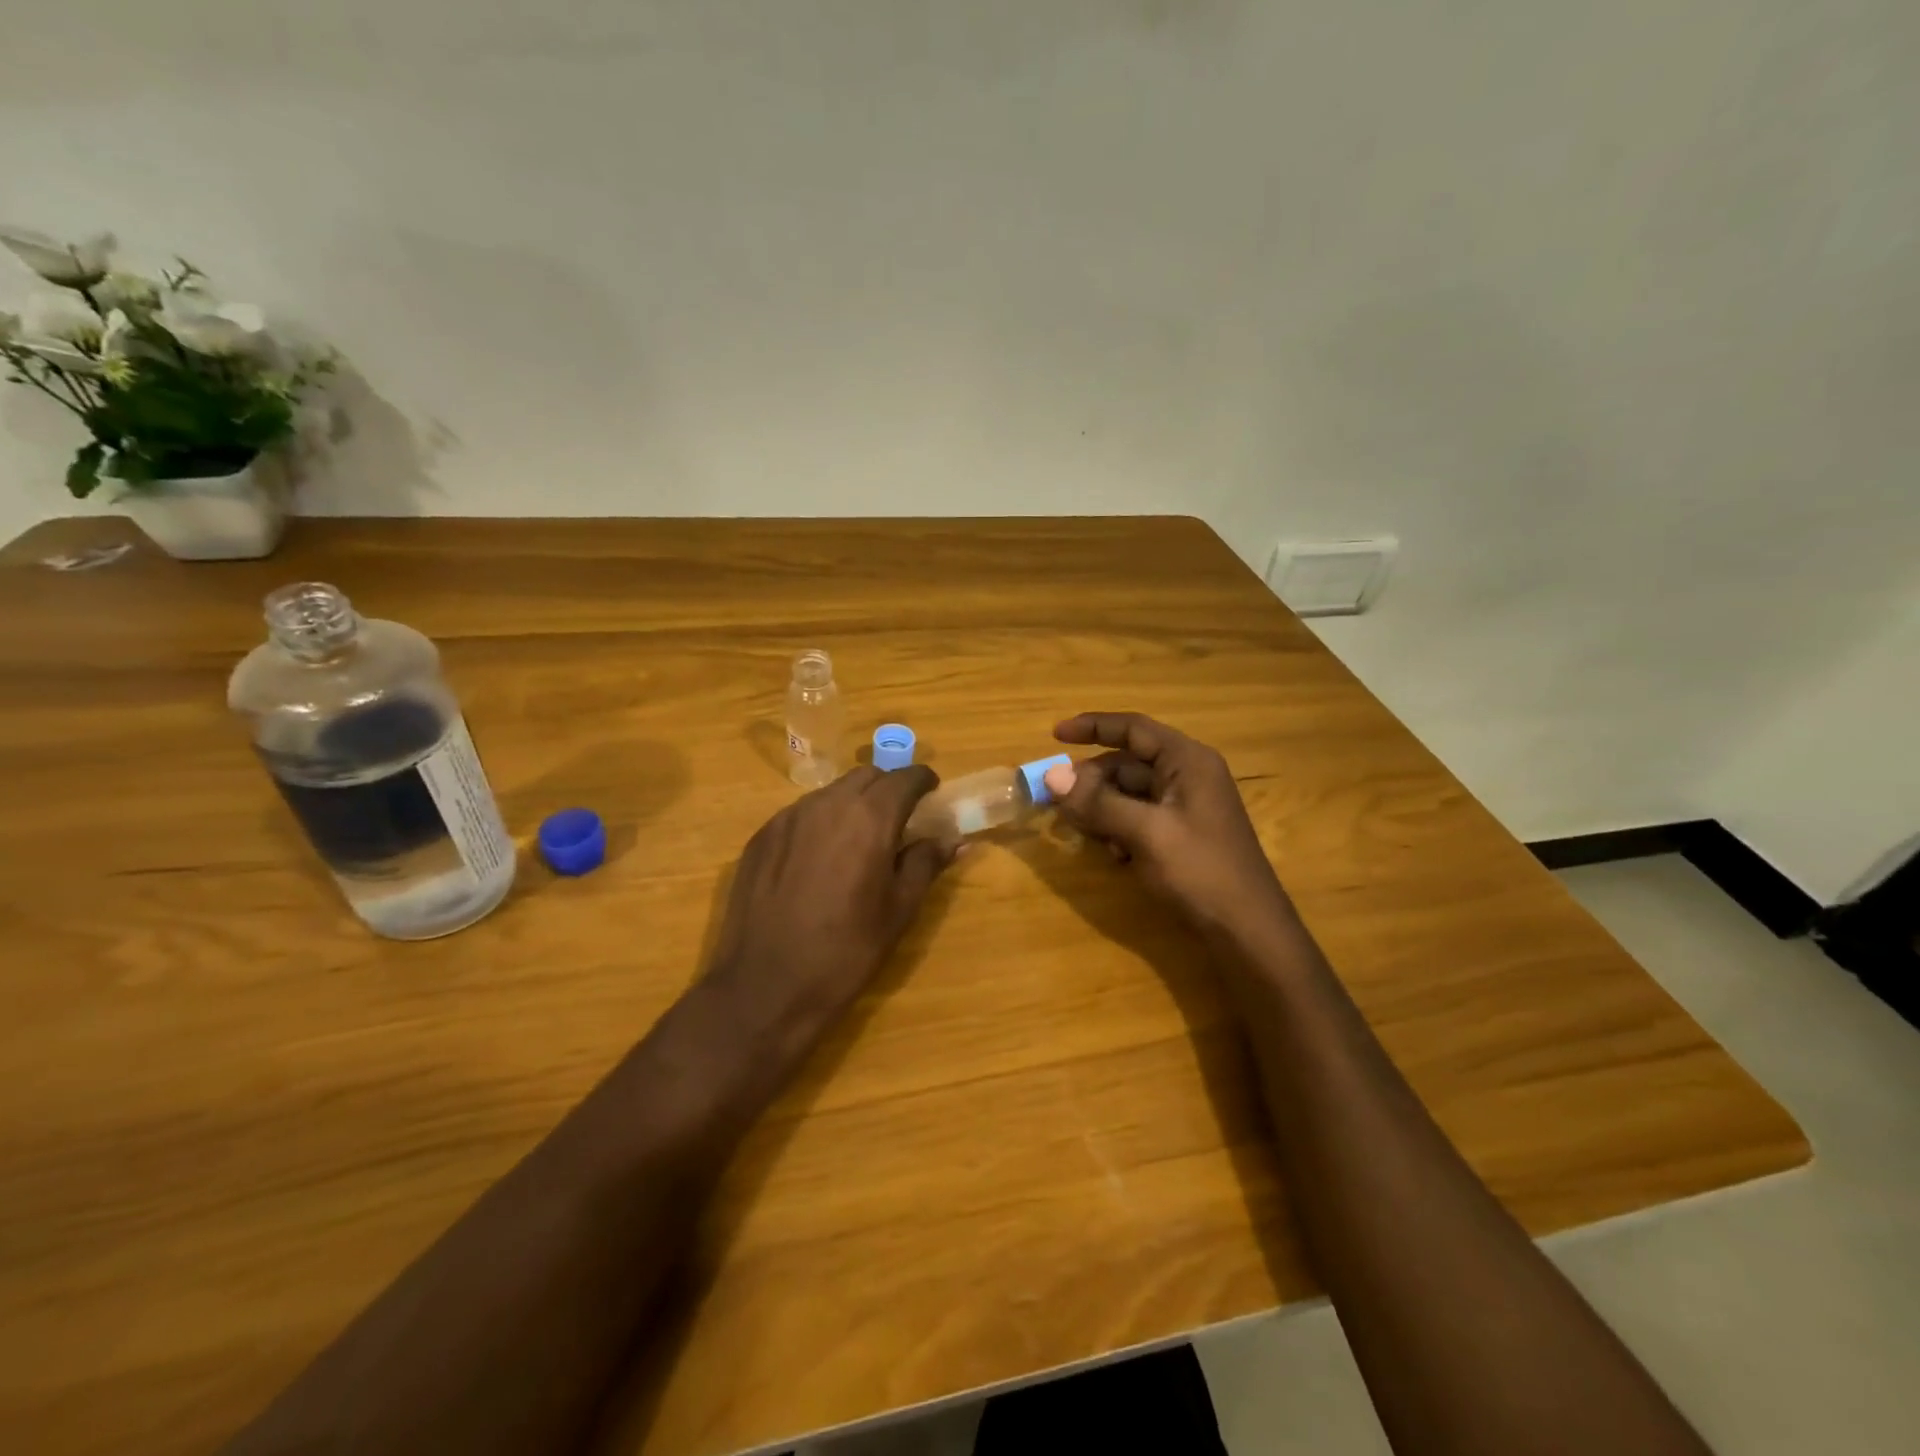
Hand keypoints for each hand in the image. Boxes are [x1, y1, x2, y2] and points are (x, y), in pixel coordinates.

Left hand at [707, 765, 954, 1031]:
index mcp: (870, 818)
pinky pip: (800, 813)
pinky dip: (820, 821)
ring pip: (831, 792)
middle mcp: (827, 804)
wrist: (766, 987)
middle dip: (888, 789)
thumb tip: (953, 840)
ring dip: (853, 803)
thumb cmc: (846, 952)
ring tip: (858, 840)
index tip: (932, 795)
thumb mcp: (899, 911)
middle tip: (898, 820)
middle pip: (867, 776)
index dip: (923, 781)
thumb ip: (926, 864)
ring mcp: (788, 817)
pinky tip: (819, 858)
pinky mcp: (761, 836)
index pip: (905, 777)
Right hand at [1043, 712, 1292, 941]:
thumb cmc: (1201, 871)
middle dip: (1091, 781)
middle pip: (1126, 763)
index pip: (1133, 728)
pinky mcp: (1180, 834)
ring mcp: (1185, 806)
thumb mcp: (1146, 834)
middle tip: (1059, 803)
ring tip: (1086, 833)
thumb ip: (1098, 803)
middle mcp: (1187, 775)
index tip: (1054, 736)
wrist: (1247, 931)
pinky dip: (1118, 829)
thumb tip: (1051, 776)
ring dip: (1102, 809)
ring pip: (1128, 793)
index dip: (1092, 726)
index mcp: (1187, 761)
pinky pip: (1138, 818)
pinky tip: (1115, 856)